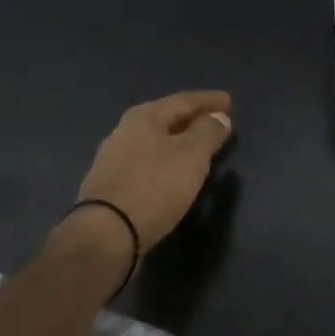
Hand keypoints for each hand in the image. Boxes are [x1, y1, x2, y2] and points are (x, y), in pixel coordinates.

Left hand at [75, 91, 233, 250]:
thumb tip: (218, 117)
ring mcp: (114, 160)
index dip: (209, 101)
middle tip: (216, 122)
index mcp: (144, 117)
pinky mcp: (110, 186)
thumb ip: (208, 132)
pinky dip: (165, 163)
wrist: (105, 235)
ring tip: (199, 148)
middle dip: (192, 119)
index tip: (229, 101)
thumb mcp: (191, 155)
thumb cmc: (154, 187)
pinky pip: (147, 165)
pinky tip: (174, 173)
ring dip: (178, 142)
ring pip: (155, 143)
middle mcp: (125, 132)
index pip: (184, 100)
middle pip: (166, 119)